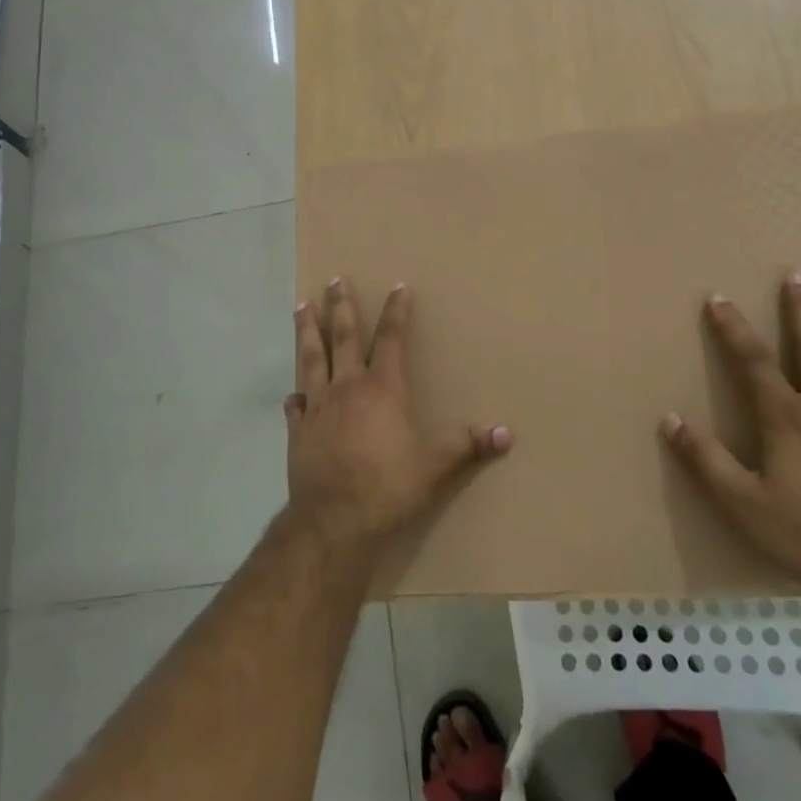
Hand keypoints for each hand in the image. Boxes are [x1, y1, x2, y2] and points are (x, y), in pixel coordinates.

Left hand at [286, 279, 511, 549]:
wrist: (333, 522)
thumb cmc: (387, 487)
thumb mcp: (435, 467)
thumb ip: (467, 446)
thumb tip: (506, 432)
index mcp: (381, 388)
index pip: (391, 339)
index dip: (396, 311)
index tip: (398, 286)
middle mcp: (346, 387)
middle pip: (342, 337)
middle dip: (339, 306)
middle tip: (333, 279)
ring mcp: (317, 408)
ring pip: (310, 359)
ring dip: (306, 331)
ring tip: (300, 307)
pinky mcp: (298, 431)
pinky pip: (295, 406)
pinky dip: (296, 395)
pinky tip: (294, 392)